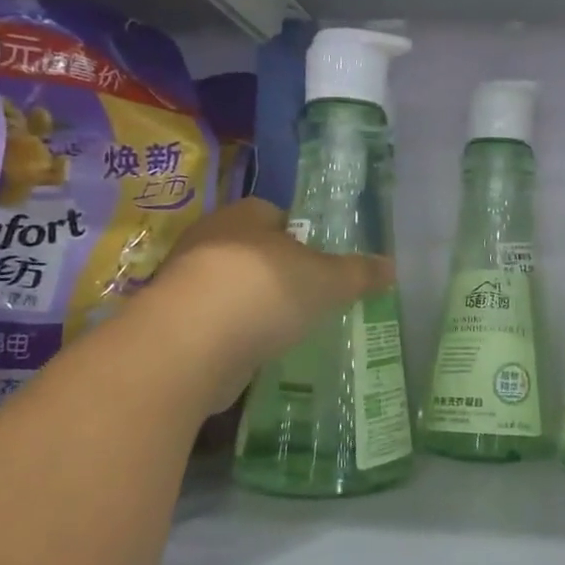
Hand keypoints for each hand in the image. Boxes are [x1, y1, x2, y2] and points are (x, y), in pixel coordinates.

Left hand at [150, 199, 393, 410]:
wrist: (190, 345)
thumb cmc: (265, 291)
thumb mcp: (328, 280)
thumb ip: (359, 273)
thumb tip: (392, 266)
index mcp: (244, 216)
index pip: (272, 213)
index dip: (297, 233)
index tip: (318, 261)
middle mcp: (208, 240)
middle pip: (249, 250)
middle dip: (274, 270)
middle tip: (306, 295)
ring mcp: (184, 283)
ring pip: (227, 287)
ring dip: (250, 304)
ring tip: (283, 328)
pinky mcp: (172, 325)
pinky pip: (212, 323)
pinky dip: (231, 335)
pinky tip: (253, 352)